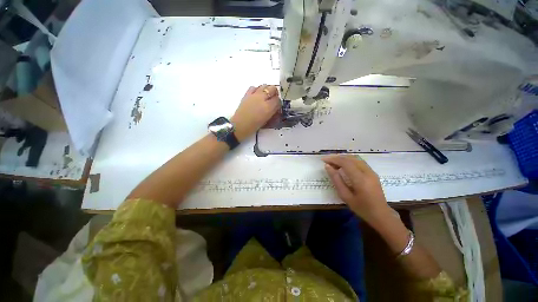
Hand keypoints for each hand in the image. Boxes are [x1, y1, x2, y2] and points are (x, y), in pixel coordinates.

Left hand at [231, 85, 279, 140]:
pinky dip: (257, 89)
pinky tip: (257, 95)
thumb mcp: (266, 121)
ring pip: (264, 85)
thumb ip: (272, 113)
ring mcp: (254, 95)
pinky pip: (254, 87)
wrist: (239, 126)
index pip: (278, 100)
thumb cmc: (253, 127)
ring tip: (266, 96)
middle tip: (273, 99)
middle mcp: (262, 98)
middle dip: (275, 94)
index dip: (278, 103)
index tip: (277, 106)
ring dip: (267, 90)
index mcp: (268, 107)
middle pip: (273, 89)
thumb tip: (276, 109)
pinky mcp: (247, 94)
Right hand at [323, 155, 391, 223]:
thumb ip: (336, 180)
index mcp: (360, 179)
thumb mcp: (345, 196)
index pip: (345, 163)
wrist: (381, 214)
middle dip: (337, 157)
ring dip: (343, 158)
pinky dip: (349, 160)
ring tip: (333, 162)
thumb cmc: (361, 208)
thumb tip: (327, 166)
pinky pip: (359, 161)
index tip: (323, 160)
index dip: (333, 159)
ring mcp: (371, 171)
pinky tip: (342, 165)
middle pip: (350, 158)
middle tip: (327, 160)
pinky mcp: (372, 172)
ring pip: (355, 158)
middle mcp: (367, 172)